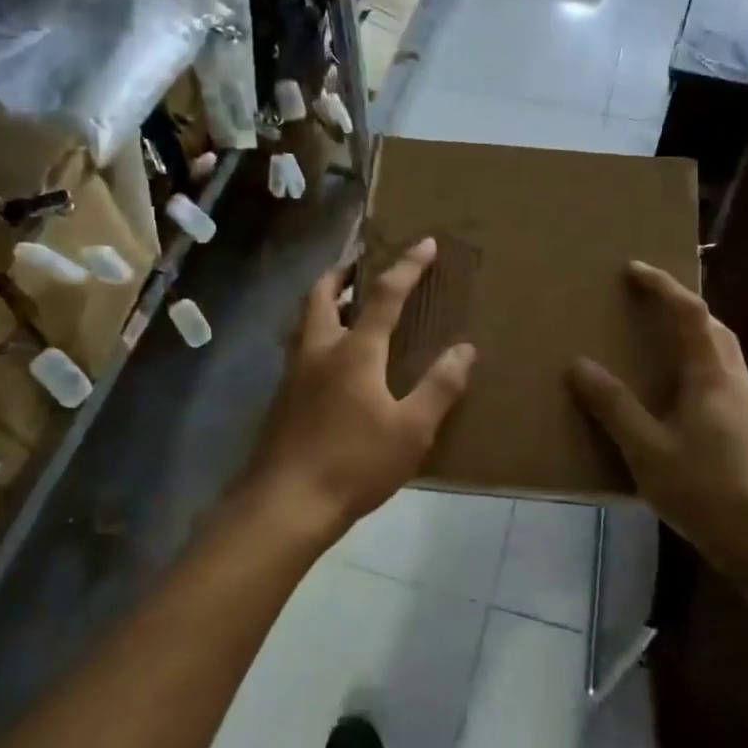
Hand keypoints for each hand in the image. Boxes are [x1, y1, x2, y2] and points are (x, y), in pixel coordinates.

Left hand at [236, 238, 475, 542]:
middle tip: (363, 265)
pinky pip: (300, 346)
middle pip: (322, 293)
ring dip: (326, 300)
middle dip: (344, 271)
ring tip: (348, 303)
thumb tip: (465, 349)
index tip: (424, 243)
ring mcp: (293, 372)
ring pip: (305, 318)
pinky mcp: (281, 396)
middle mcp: (318, 349)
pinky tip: (332, 359)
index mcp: (354, 351)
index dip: (406, 266)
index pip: (384, 295)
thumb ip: (439, 387)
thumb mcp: (411, 430)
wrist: (285, 504)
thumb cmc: (354, 464)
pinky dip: (317, 331)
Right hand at [568, 261, 747, 568]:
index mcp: (712, 376)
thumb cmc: (707, 491)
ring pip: (722, 353)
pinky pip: (722, 378)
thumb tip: (579, 365)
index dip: (662, 286)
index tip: (633, 268)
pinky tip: (678, 395)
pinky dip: (698, 365)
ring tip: (659, 341)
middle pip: (713, 327)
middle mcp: (736, 381)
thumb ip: (613, 406)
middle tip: (647, 302)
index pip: (689, 313)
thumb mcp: (647, 450)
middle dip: (681, 306)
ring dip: (693, 335)